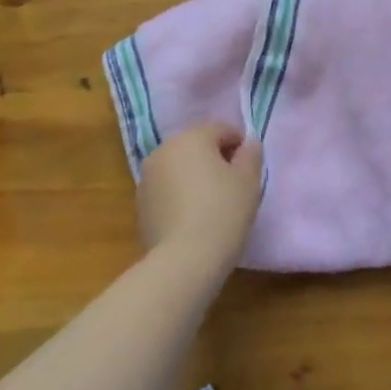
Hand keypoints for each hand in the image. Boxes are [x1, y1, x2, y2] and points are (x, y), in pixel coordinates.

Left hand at [137, 123, 262, 269]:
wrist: (184, 260)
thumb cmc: (223, 211)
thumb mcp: (248, 181)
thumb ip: (251, 155)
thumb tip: (248, 144)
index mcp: (191, 137)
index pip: (221, 129)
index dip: (240, 145)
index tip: (250, 168)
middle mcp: (163, 150)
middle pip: (196, 146)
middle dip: (215, 159)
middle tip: (234, 185)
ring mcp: (147, 178)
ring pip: (179, 168)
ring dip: (195, 177)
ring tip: (213, 204)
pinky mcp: (140, 205)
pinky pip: (167, 191)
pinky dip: (180, 196)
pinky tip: (193, 219)